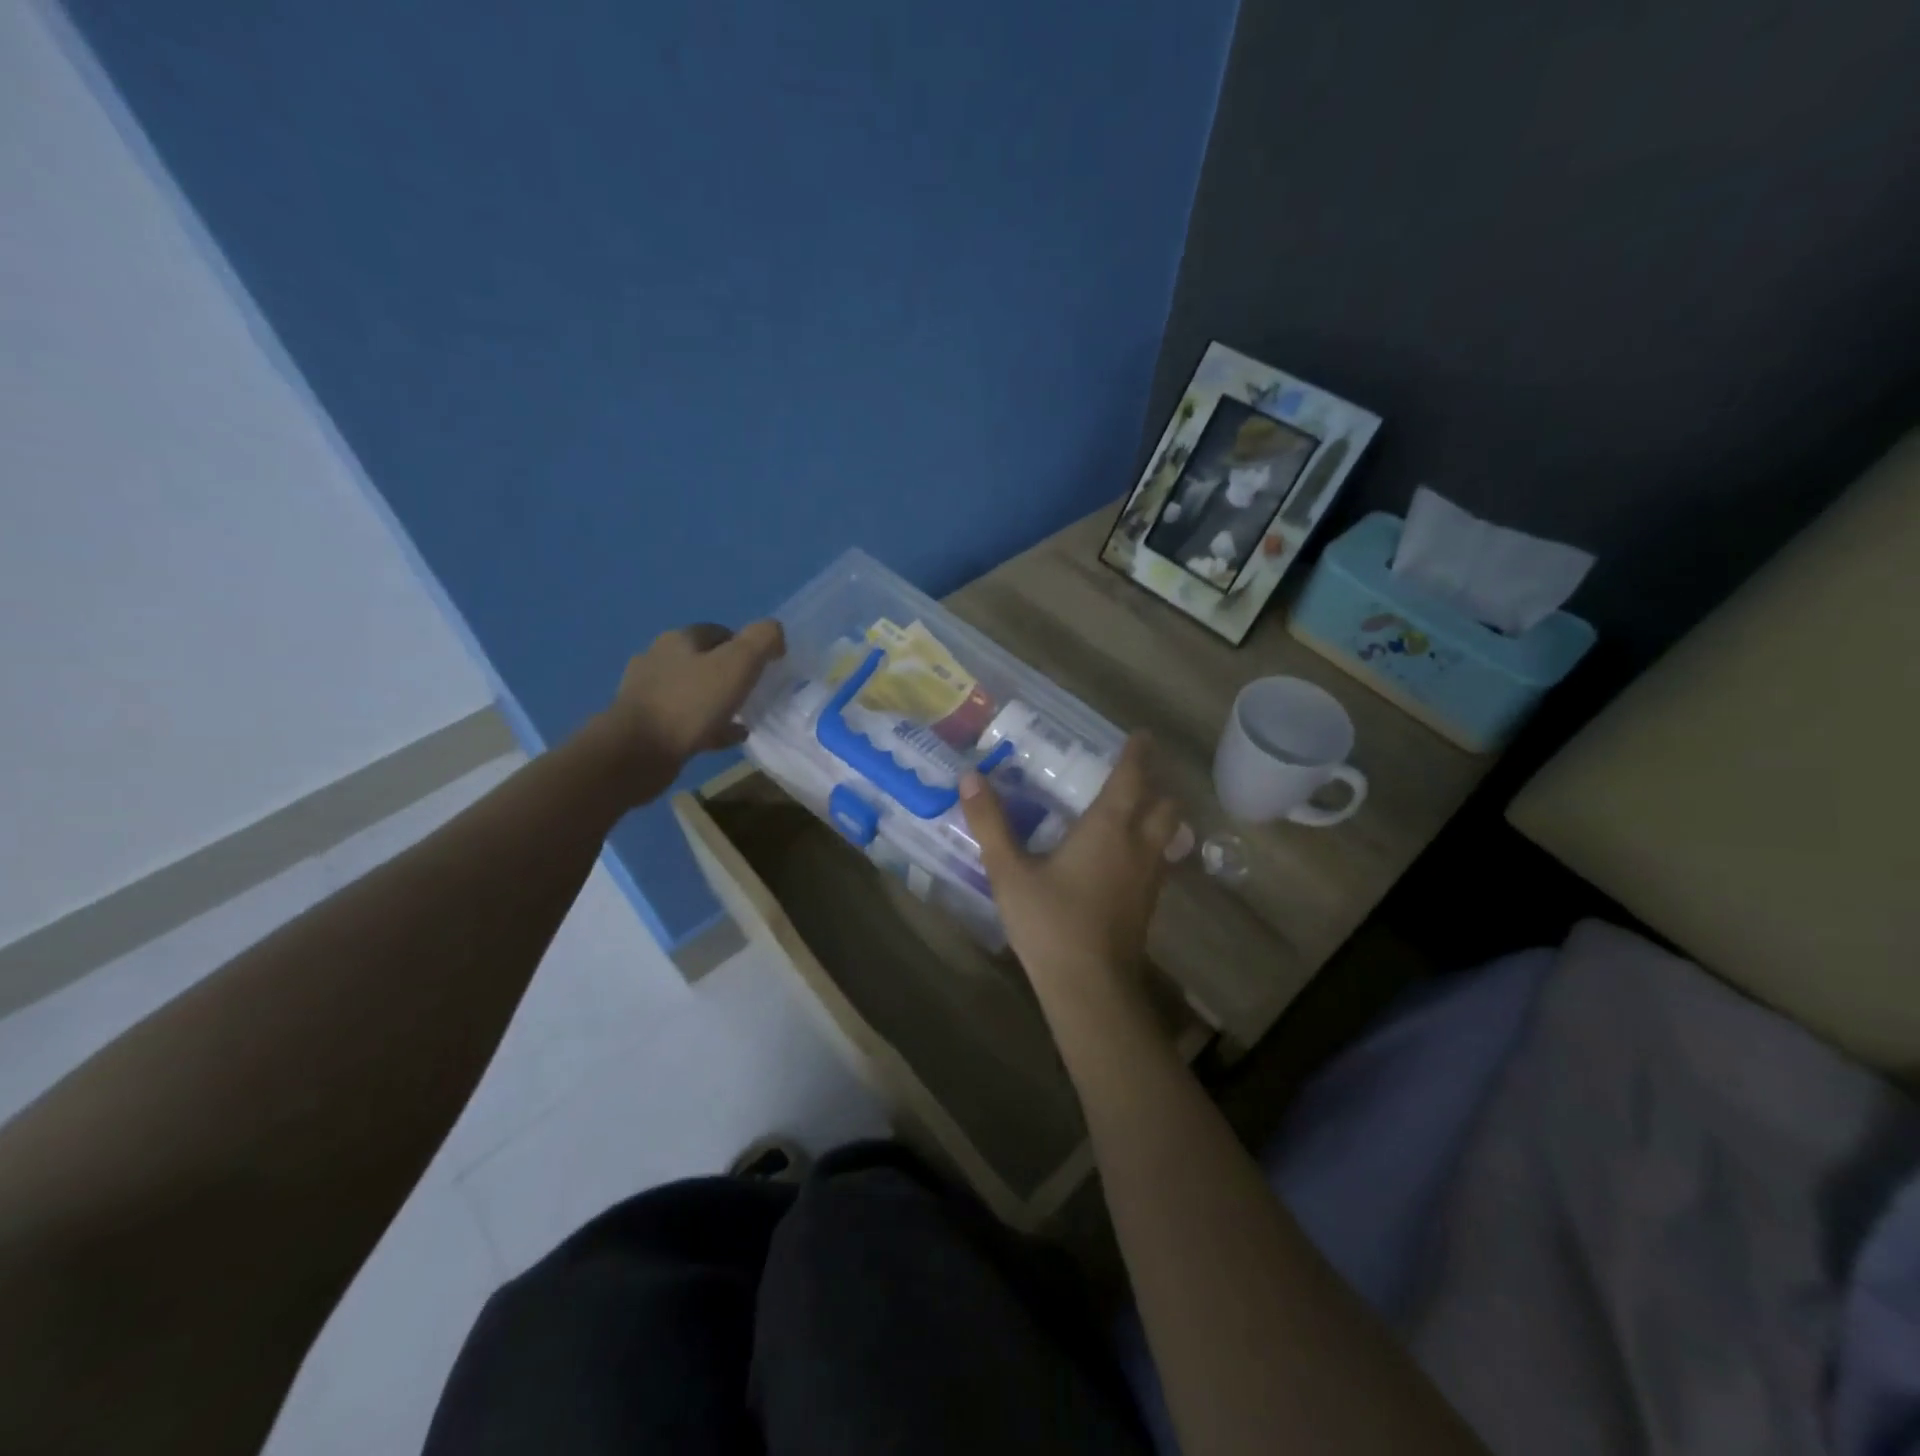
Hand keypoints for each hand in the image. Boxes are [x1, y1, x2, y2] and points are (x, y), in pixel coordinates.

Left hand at [592, 620, 785, 803]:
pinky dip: (708, 726)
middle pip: (705, 661)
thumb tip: (775, 633)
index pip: (720, 632)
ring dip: (719, 701)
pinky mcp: (645, 724)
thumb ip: (762, 640)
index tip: (765, 669)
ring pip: (695, 692)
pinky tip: (726, 739)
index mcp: (679, 639)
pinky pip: (686, 720)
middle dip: (731, 675)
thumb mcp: (738, 664)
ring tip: (744, 718)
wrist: (636, 752)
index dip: (746, 646)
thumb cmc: (690, 703)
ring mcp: (648, 693)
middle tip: (755, 693)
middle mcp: (659, 659)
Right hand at [959, 733, 1182, 1009]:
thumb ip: (990, 822)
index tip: (1142, 736)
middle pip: (1166, 806)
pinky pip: (1161, 861)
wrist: (1090, 987)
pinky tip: (1127, 859)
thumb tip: (969, 777)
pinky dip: (1153, 847)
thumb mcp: (1009, 871)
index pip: (1133, 779)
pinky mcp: (1148, 905)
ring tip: (1136, 812)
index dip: (1138, 754)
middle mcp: (1138, 846)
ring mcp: (1149, 878)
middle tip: (1136, 777)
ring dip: (1159, 817)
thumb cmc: (1050, 922)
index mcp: (1108, 829)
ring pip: (1169, 835)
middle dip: (1157, 786)